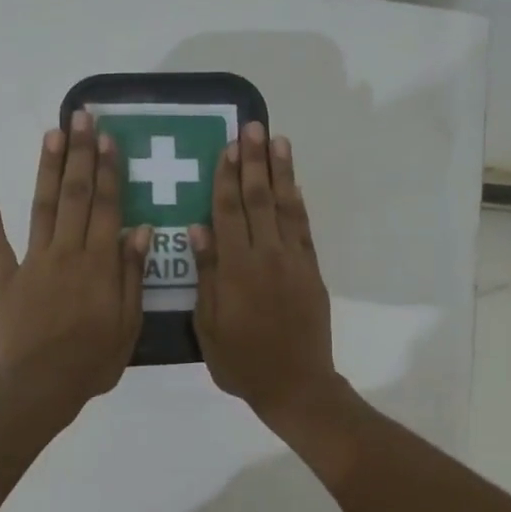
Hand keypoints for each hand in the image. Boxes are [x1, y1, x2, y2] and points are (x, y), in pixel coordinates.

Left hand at [0, 110, 151, 422]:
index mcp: (98, 262)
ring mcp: (33, 263)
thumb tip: (140, 229)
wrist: (40, 387)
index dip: (108, 171)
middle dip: (79, 154)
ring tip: (51, 135)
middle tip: (81, 118)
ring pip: (41, 208)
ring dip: (47, 171)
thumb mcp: (129, 322)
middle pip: (74, 195)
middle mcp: (66, 252)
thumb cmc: (93, 360)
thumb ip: (132, 273)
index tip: (108, 139)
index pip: (106, 206)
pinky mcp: (7, 281)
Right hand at [191, 122, 340, 429]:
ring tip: (277, 141)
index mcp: (236, 269)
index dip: (226, 178)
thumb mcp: (209, 325)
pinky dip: (298, 203)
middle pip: (258, 199)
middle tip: (252, 127)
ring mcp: (294, 261)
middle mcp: (266, 256)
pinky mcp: (312, 270)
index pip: (228, 212)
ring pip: (285, 207)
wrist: (296, 384)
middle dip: (254, 162)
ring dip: (280, 172)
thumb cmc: (242, 361)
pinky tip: (293, 184)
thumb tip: (198, 229)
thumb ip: (207, 275)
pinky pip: (304, 228)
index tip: (227, 147)